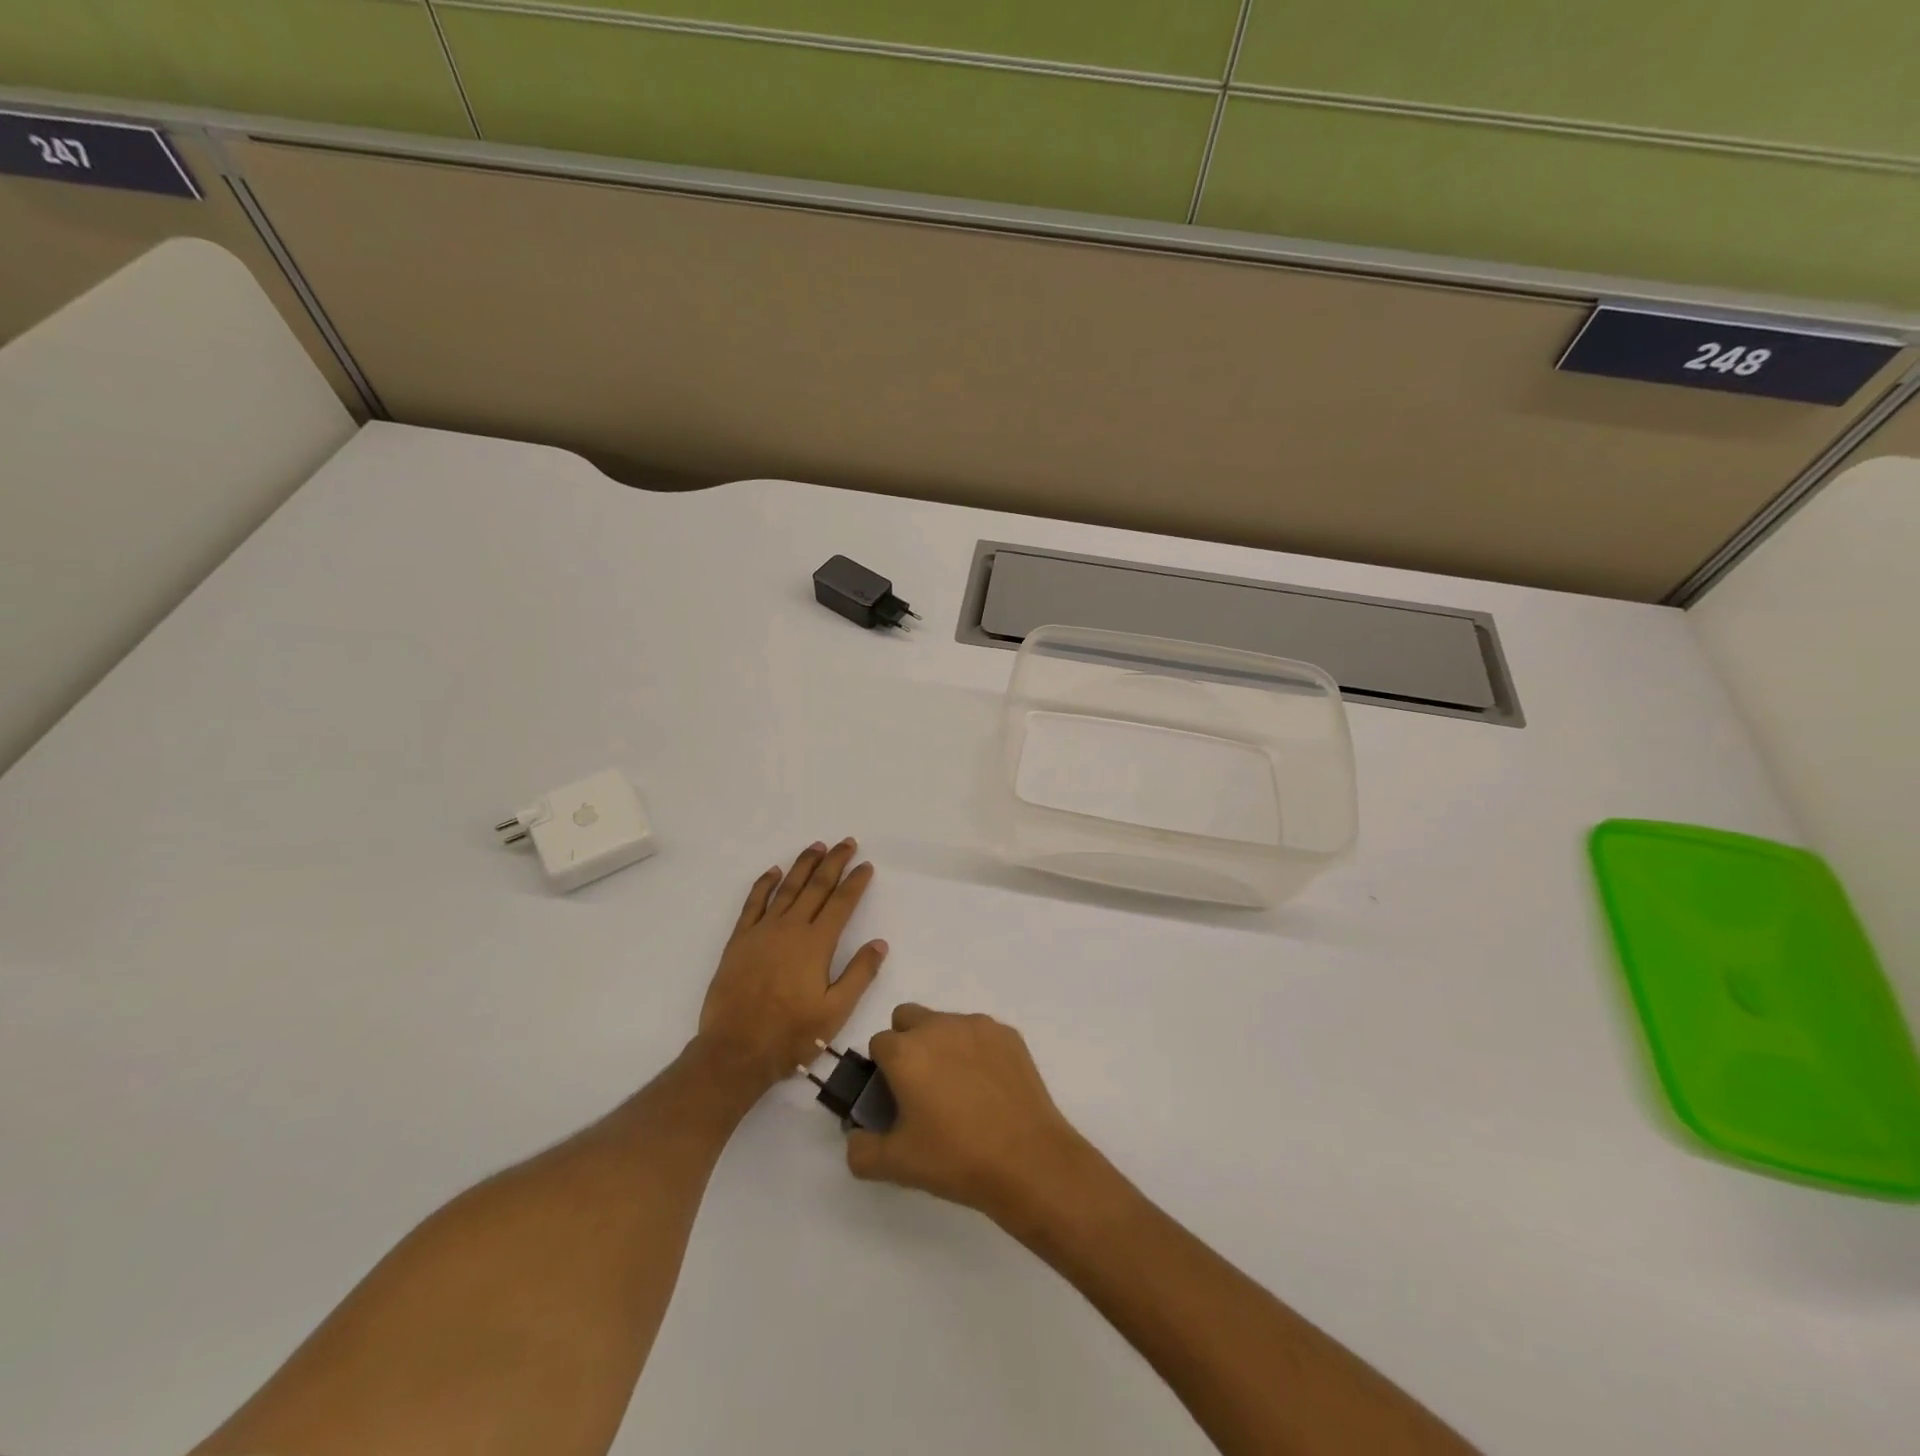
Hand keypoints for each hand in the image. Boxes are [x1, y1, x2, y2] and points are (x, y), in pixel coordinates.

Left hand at [696, 840, 886, 1094]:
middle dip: (833, 863)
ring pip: (787, 889)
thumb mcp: (835, 1012)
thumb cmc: (791, 1034)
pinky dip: (764, 884)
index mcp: (816, 944)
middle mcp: (790, 929)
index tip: (866, 865)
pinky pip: (753, 903)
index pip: (841, 903)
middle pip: (816, 887)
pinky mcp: (739, 940)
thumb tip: (879, 943)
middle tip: (846, 843)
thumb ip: (859, 974)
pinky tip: (774, 872)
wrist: (735, 1050)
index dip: (855, 882)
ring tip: (816, 846)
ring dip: (803, 865)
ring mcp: (762, 932)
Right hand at [845, 1004, 1090, 1225]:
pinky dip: (975, 1051)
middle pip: (908, 1018)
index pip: (878, 1044)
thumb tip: (856, 1137)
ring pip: (945, 1022)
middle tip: (921, 1087)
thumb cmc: (956, 1158)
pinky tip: (988, 1088)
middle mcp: (938, 1026)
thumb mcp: (897, 1165)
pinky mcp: (1007, 1034)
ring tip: (959, 1090)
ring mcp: (976, 1026)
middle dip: (906, 1043)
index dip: (881, 1070)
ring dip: (941, 1044)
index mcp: (905, 1051)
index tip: (894, 1097)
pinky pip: (979, 1032)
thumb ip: (861, 1150)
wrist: (1027, 1160)